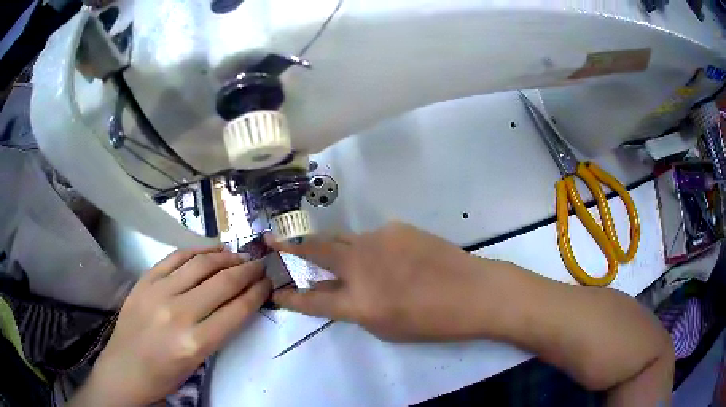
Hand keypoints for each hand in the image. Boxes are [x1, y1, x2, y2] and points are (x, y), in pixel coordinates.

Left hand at [72, 247, 271, 406]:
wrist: (125, 369)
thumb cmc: (165, 375)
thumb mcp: (198, 362)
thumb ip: (218, 330)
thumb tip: (238, 302)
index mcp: (195, 342)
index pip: (237, 309)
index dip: (257, 292)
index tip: (268, 282)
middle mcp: (178, 313)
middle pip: (222, 282)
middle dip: (247, 270)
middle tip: (260, 264)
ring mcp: (157, 292)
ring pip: (200, 264)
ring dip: (225, 256)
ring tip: (238, 255)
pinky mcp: (144, 280)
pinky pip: (175, 257)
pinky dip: (196, 250)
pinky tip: (210, 250)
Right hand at [266, 222, 502, 341]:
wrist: (474, 291)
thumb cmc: (432, 321)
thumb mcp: (385, 327)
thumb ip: (354, 309)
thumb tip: (335, 293)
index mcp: (357, 301)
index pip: (311, 299)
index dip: (289, 297)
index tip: (274, 291)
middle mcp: (360, 265)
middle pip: (314, 249)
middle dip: (290, 246)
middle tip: (274, 241)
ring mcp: (378, 240)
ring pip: (343, 239)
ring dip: (334, 248)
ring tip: (337, 256)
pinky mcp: (396, 228)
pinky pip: (372, 237)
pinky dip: (370, 248)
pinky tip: (391, 259)